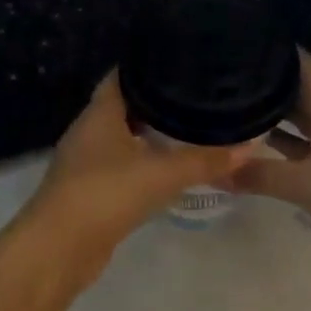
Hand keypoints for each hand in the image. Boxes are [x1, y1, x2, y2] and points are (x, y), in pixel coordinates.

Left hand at [20, 72, 243, 282]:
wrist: (60, 249)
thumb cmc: (106, 195)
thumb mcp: (163, 174)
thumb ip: (205, 160)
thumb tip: (250, 146)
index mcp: (100, 114)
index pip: (125, 76)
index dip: (151, 65)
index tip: (185, 61)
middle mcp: (89, 133)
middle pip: (125, 107)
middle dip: (158, 102)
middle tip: (198, 96)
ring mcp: (87, 165)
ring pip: (124, 140)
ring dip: (151, 136)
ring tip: (191, 129)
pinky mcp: (91, 193)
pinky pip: (123, 169)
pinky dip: (144, 166)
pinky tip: (168, 171)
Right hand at [233, 53, 310, 261]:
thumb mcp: (304, 184)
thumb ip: (258, 175)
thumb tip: (213, 172)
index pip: (299, 62)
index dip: (271, 50)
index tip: (235, 45)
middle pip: (297, 88)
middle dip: (263, 83)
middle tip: (221, 79)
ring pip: (301, 116)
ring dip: (272, 113)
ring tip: (230, 107)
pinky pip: (306, 142)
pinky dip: (284, 142)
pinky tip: (257, 146)